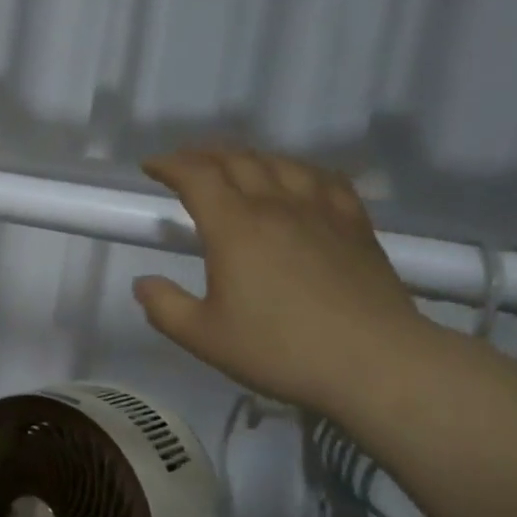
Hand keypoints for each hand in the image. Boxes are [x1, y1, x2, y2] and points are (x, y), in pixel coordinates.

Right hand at [134, 147, 428, 415]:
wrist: (374, 362)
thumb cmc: (279, 350)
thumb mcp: (204, 338)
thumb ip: (165, 307)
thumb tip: (143, 283)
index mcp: (234, 227)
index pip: (197, 176)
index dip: (170, 164)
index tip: (152, 166)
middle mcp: (276, 206)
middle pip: (237, 160)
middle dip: (205, 154)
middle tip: (185, 162)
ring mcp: (321, 211)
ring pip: (280, 163)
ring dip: (249, 157)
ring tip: (235, 166)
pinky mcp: (355, 224)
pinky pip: (324, 179)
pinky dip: (299, 169)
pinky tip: (298, 179)